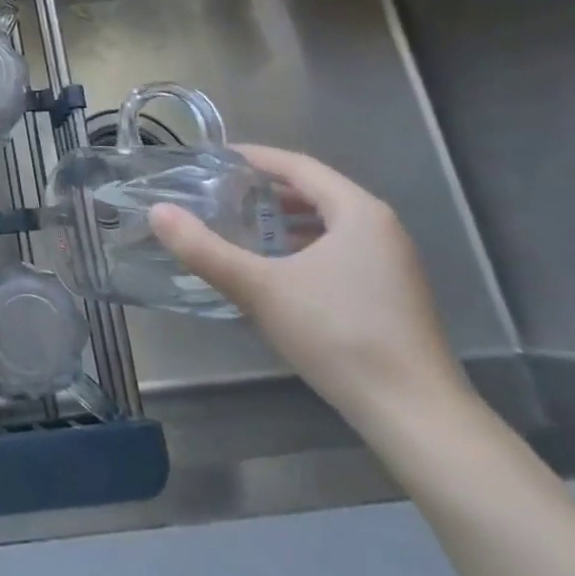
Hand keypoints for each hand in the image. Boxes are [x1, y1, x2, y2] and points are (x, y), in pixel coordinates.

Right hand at [149, 145, 469, 429]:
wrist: (416, 417)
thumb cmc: (339, 335)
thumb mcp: (260, 288)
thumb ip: (205, 248)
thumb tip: (158, 212)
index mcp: (358, 211)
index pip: (297, 165)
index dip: (253, 158)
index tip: (213, 158)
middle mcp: (381, 228)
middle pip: (314, 191)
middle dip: (265, 190)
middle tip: (219, 194)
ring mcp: (392, 263)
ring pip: (328, 224)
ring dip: (284, 221)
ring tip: (241, 229)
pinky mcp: (393, 295)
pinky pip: (340, 251)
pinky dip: (304, 247)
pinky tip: (277, 272)